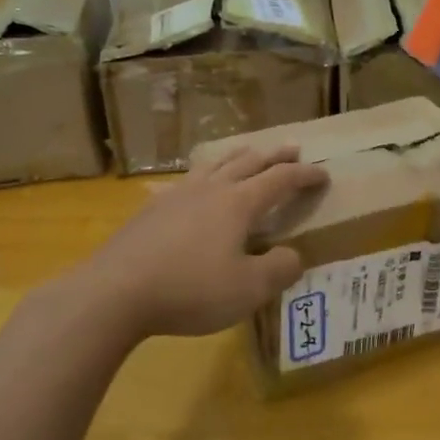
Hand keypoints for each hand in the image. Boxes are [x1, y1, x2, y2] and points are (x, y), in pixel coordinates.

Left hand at [84, 145, 327, 339]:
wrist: (116, 291)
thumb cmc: (190, 290)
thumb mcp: (247, 290)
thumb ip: (278, 270)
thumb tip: (293, 255)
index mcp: (238, 203)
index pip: (280, 180)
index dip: (304, 175)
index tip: (323, 174)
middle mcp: (211, 189)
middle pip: (248, 162)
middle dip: (274, 156)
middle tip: (292, 149)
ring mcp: (177, 195)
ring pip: (214, 164)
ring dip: (238, 156)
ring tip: (247, 153)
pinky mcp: (151, 209)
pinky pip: (182, 182)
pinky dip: (198, 177)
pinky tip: (185, 185)